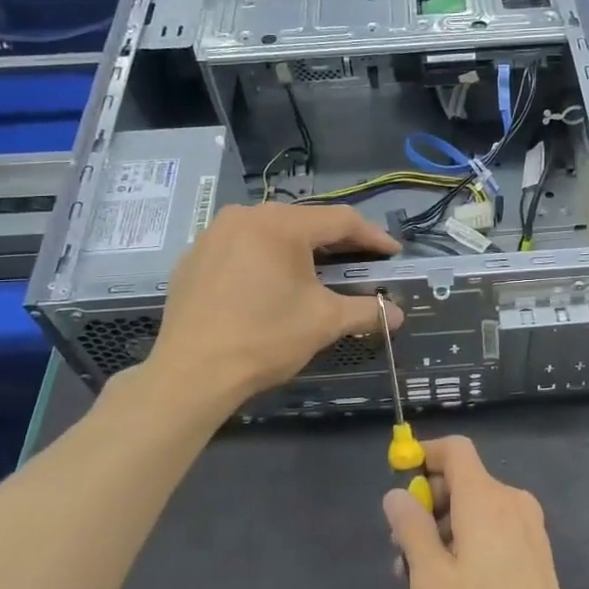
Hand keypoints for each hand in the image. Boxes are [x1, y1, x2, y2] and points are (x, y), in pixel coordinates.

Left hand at [146, 203, 400, 406]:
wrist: (192, 372)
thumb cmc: (265, 338)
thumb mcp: (324, 322)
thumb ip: (365, 311)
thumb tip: (397, 315)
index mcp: (281, 224)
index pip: (341, 221)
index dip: (373, 237)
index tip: (393, 253)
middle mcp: (245, 216)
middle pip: (304, 222)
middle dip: (336, 243)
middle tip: (361, 262)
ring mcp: (213, 235)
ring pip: (270, 234)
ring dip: (298, 250)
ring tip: (317, 273)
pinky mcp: (193, 258)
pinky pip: (240, 250)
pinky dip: (263, 262)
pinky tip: (269, 287)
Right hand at [383, 436, 588, 588]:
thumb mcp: (430, 579)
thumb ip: (411, 529)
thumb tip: (397, 494)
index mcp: (487, 499)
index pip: (455, 450)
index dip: (424, 455)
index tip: (398, 482)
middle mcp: (512, 504)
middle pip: (463, 481)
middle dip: (427, 505)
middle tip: (400, 551)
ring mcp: (529, 531)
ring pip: (476, 510)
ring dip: (443, 530)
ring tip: (419, 579)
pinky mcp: (536, 557)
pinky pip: (493, 531)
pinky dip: (467, 543)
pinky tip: (451, 587)